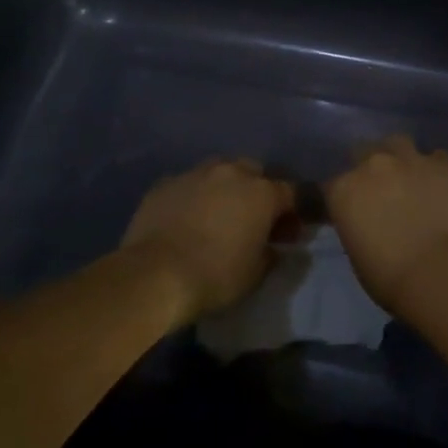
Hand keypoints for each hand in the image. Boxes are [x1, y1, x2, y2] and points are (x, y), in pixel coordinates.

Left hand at [122, 160, 293, 321]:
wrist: (155, 274)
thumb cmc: (215, 275)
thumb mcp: (256, 273)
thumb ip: (270, 253)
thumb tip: (272, 247)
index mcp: (262, 193)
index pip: (290, 193)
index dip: (292, 213)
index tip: (287, 234)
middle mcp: (231, 173)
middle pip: (254, 172)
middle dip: (257, 192)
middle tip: (252, 219)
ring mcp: (195, 174)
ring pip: (219, 172)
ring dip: (225, 189)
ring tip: (217, 215)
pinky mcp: (165, 183)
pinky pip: (188, 184)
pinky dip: (193, 197)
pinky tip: (185, 219)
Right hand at [325, 135, 447, 316]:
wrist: (442, 272)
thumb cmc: (390, 277)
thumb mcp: (357, 254)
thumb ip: (357, 224)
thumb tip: (367, 220)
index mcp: (344, 189)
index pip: (333, 184)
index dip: (344, 195)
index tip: (352, 208)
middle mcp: (373, 164)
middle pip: (363, 152)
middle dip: (370, 167)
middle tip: (383, 190)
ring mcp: (410, 159)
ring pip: (399, 143)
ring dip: (400, 158)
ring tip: (411, 178)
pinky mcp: (445, 163)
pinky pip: (437, 157)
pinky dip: (435, 169)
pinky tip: (442, 186)